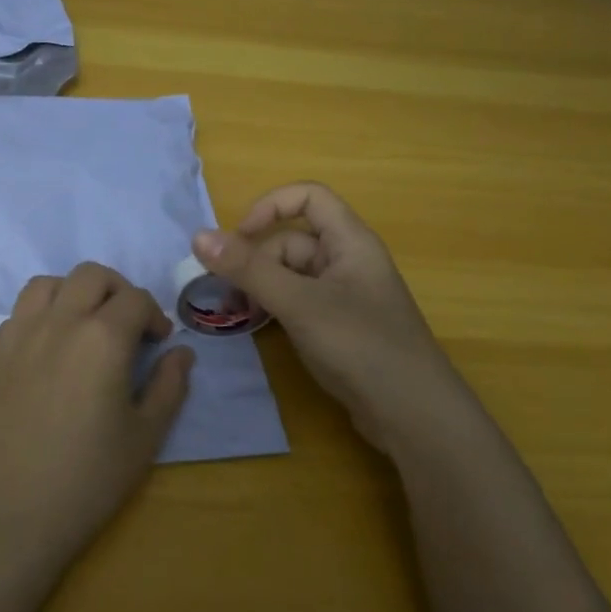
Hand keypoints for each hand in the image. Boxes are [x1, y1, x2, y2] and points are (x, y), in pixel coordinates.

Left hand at [0, 263, 194, 564]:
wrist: (10, 510)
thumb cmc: (88, 477)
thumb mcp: (145, 436)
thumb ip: (170, 386)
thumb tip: (181, 353)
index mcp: (103, 338)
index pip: (135, 299)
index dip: (154, 315)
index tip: (158, 341)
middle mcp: (59, 322)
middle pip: (91, 275)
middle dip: (117, 290)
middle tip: (126, 325)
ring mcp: (19, 333)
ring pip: (48, 283)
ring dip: (73, 293)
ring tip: (83, 325)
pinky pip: (19, 312)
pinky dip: (41, 315)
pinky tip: (48, 350)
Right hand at [193, 182, 480, 457]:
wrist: (412, 414)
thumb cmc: (360, 345)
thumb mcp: (299, 303)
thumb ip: (249, 269)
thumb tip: (198, 236)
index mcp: (350, 241)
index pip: (308, 197)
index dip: (270, 207)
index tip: (238, 239)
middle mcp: (348, 262)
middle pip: (291, 242)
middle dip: (256, 262)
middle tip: (227, 295)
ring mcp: (344, 296)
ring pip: (291, 275)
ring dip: (261, 288)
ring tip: (237, 315)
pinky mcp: (339, 327)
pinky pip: (299, 302)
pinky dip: (275, 309)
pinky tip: (259, 329)